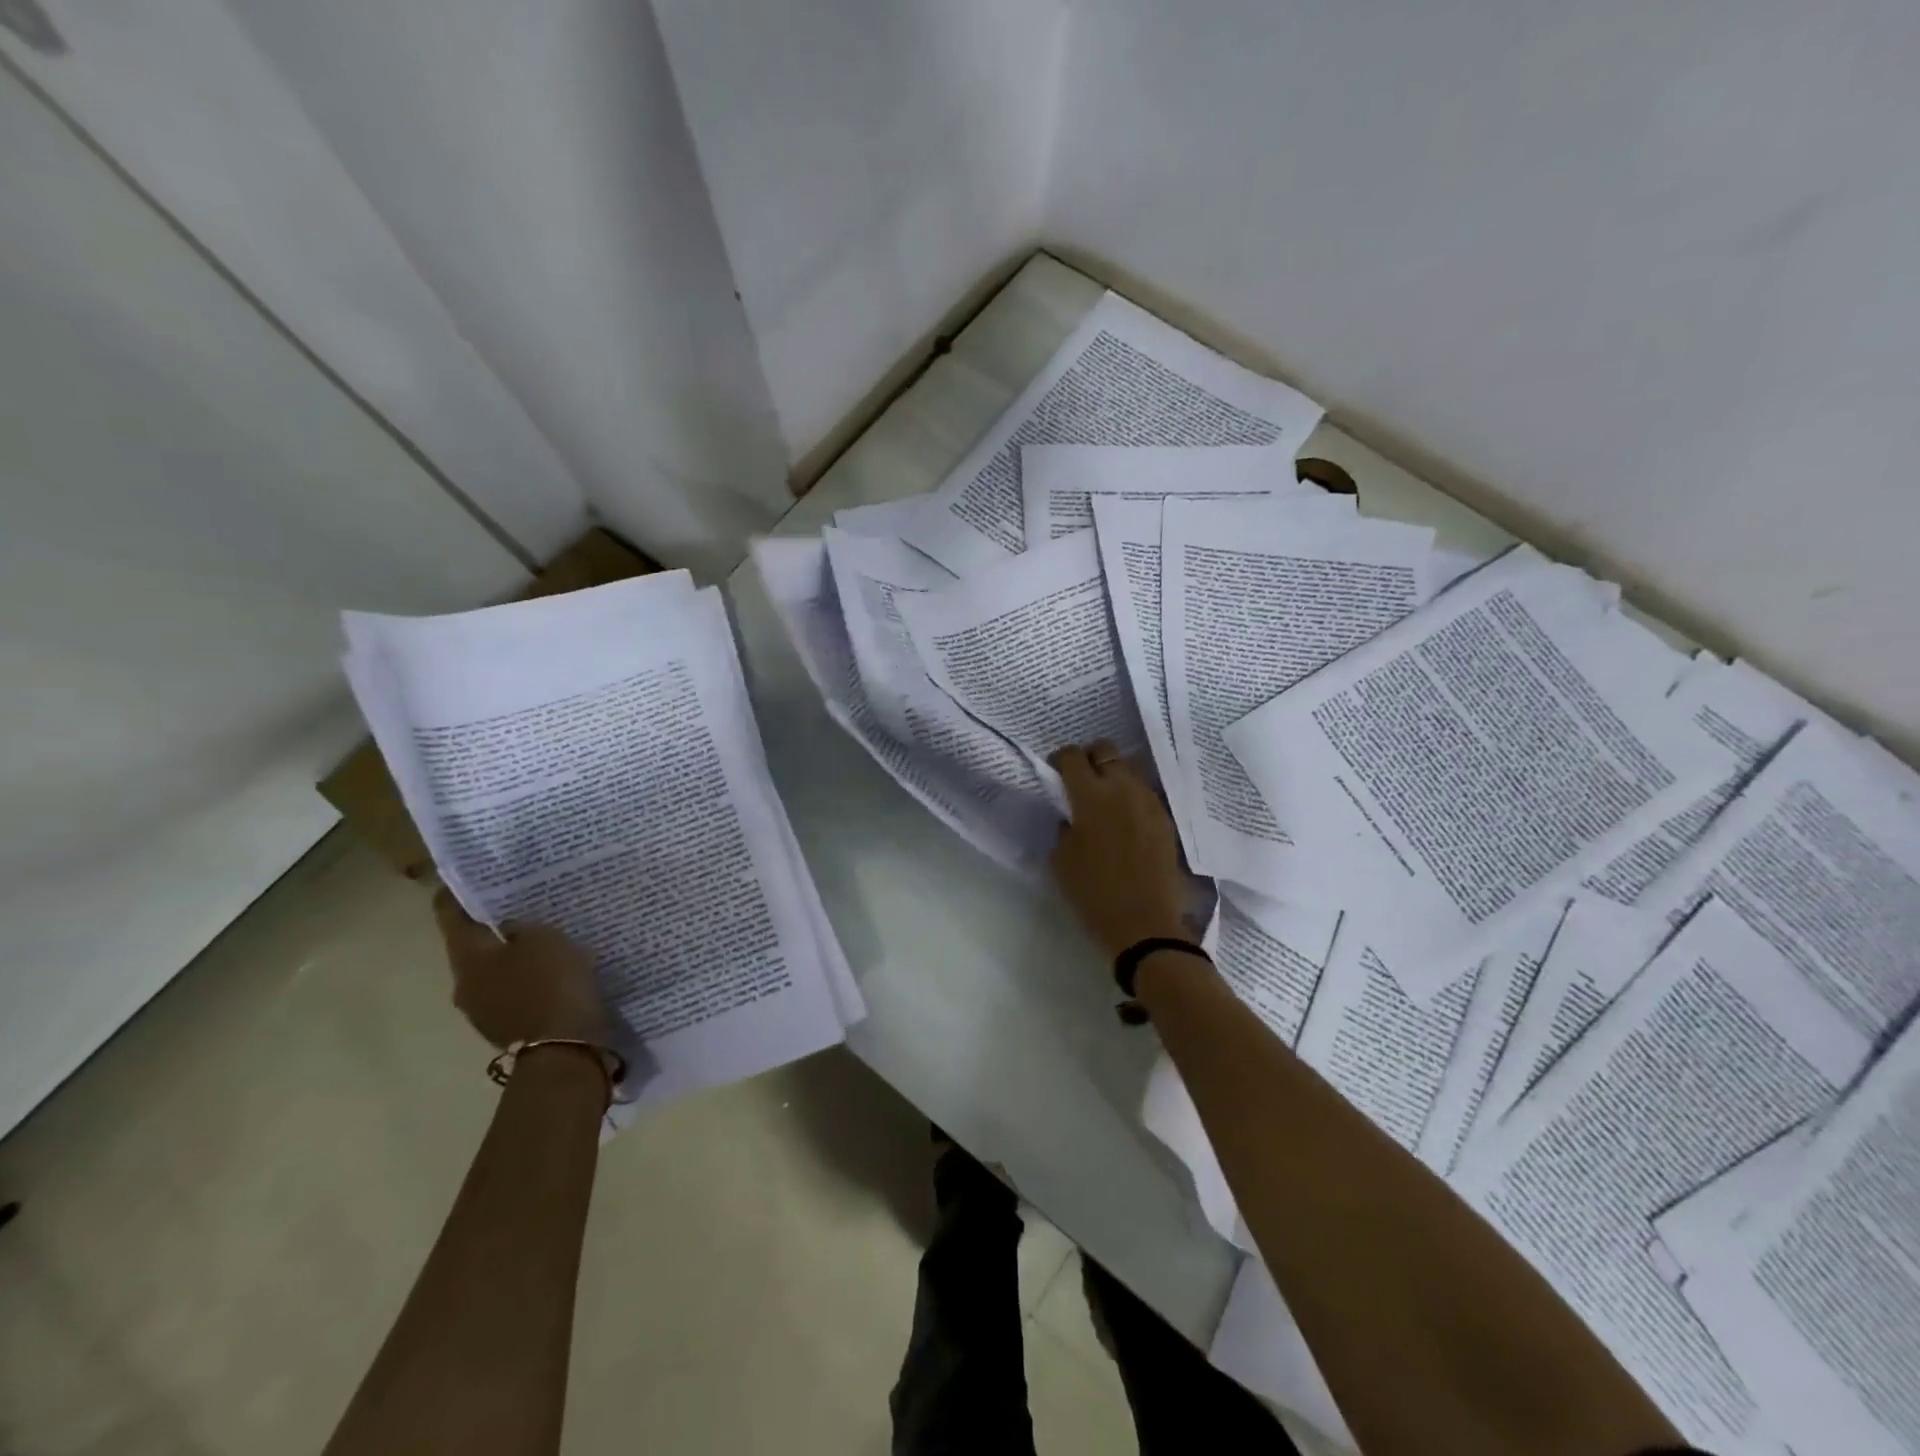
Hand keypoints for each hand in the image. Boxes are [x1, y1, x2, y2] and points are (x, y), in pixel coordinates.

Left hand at [433, 889, 613, 1050]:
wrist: (564, 1047)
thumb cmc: (550, 983)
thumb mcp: (544, 939)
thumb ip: (522, 927)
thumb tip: (508, 928)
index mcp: (467, 957)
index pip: (450, 916)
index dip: (456, 894)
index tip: (467, 877)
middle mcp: (464, 984)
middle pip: (472, 946)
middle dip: (491, 927)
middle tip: (517, 905)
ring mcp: (483, 1010)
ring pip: (493, 971)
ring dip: (510, 956)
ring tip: (540, 939)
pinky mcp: (507, 1026)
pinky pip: (512, 992)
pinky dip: (526, 979)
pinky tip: (550, 970)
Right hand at [1049, 741, 1190, 959]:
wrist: (1145, 925)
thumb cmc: (1094, 894)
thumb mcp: (1062, 861)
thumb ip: (1064, 828)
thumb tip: (1071, 816)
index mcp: (1090, 796)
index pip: (1072, 757)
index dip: (1060, 760)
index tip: (1055, 774)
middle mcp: (1122, 789)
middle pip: (1105, 750)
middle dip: (1089, 758)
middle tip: (1080, 781)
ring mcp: (1148, 802)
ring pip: (1128, 769)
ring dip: (1112, 777)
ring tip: (1104, 802)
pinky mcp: (1165, 819)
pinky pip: (1144, 793)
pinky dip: (1131, 797)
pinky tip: (1124, 821)